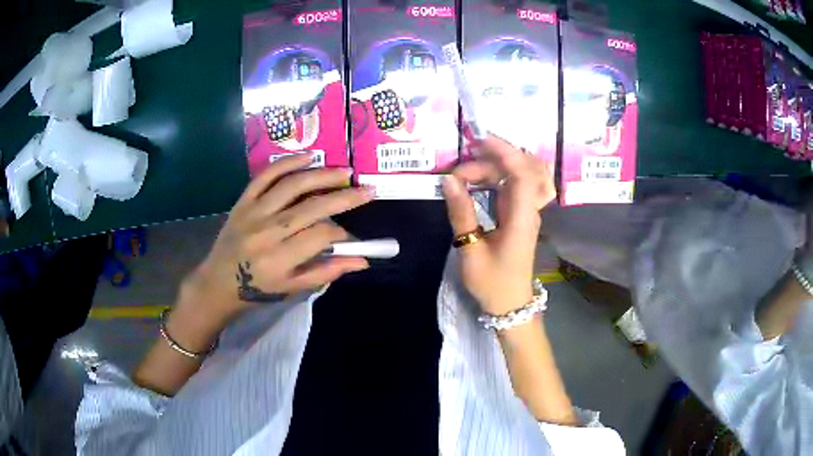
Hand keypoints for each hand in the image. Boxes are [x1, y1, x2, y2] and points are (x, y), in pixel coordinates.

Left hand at [185, 153, 374, 325]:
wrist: (218, 281)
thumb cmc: (258, 289)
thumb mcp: (292, 287)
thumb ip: (327, 271)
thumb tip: (362, 260)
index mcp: (280, 259)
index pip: (321, 236)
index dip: (342, 233)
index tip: (349, 236)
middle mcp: (268, 232)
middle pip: (313, 207)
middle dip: (345, 197)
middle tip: (368, 189)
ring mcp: (254, 212)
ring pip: (293, 185)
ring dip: (323, 175)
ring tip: (345, 172)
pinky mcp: (243, 200)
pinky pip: (266, 175)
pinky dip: (288, 163)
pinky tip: (310, 157)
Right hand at [442, 136, 555, 315]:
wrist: (510, 304)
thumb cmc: (492, 282)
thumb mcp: (471, 250)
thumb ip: (461, 213)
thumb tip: (448, 181)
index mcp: (521, 218)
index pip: (523, 174)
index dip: (505, 152)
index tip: (479, 141)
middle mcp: (528, 209)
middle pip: (520, 169)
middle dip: (491, 160)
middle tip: (459, 171)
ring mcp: (526, 211)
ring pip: (516, 175)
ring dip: (492, 167)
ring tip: (463, 174)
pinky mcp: (519, 215)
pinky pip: (511, 186)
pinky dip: (494, 177)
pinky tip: (475, 181)